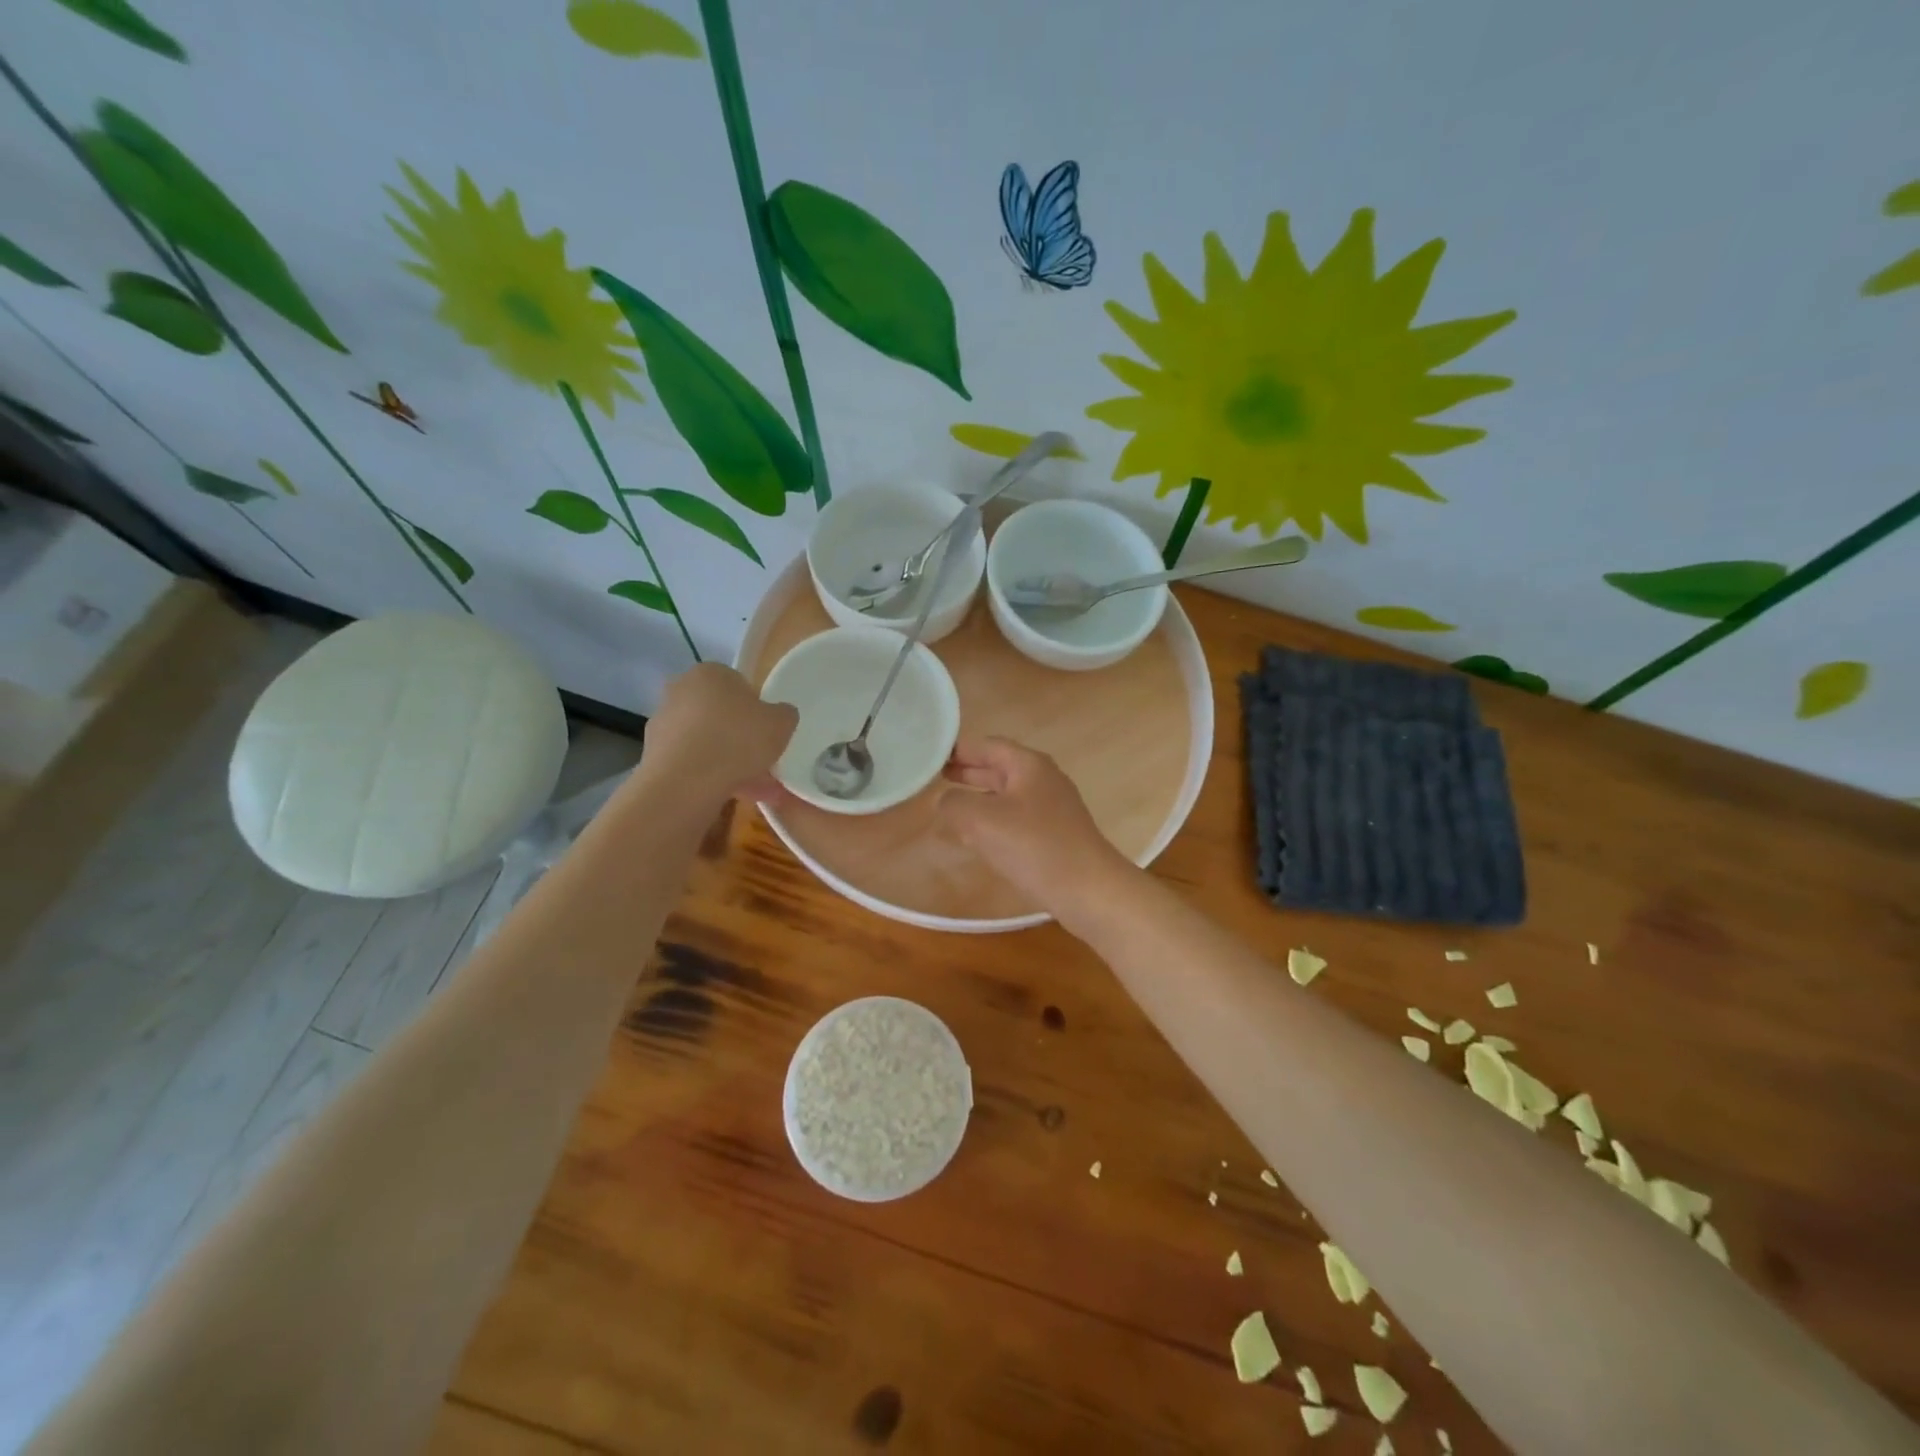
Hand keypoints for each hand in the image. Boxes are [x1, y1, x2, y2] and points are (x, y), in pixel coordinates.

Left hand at [644, 664, 797, 804]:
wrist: (686, 782)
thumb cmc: (737, 739)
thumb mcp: (781, 723)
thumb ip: (784, 715)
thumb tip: (779, 715)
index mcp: (710, 673)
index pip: (739, 685)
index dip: (757, 709)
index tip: (768, 732)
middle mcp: (681, 691)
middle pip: (720, 715)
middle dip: (742, 739)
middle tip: (764, 761)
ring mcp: (664, 724)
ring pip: (708, 743)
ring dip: (731, 763)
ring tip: (759, 791)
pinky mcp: (655, 755)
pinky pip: (694, 764)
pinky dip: (713, 778)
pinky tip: (736, 796)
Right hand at [938, 737, 1131, 913]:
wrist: (1088, 890)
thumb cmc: (1035, 846)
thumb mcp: (982, 820)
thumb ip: (954, 804)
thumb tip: (944, 800)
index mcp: (1028, 765)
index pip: (987, 745)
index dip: (958, 749)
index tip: (929, 754)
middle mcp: (1042, 780)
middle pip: (998, 768)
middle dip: (967, 772)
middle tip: (933, 777)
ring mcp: (1051, 808)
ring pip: (1006, 795)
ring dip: (978, 797)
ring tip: (948, 805)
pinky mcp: (1053, 835)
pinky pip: (1015, 818)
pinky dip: (992, 820)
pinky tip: (975, 836)